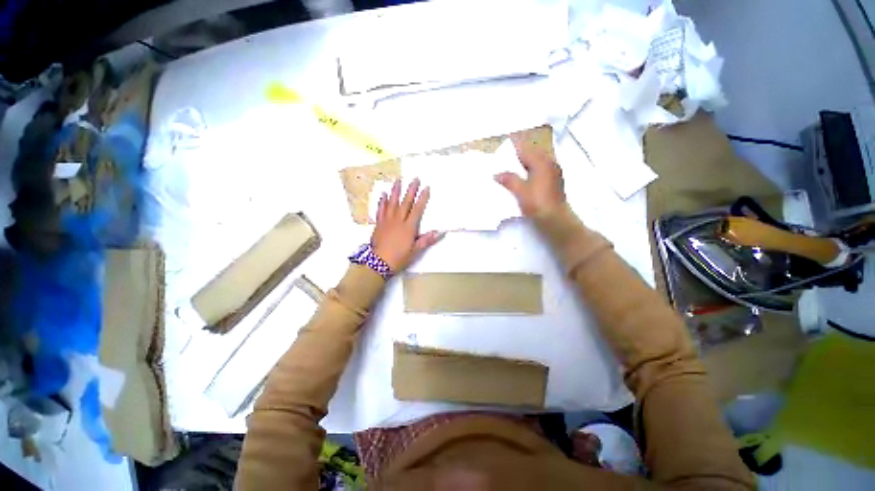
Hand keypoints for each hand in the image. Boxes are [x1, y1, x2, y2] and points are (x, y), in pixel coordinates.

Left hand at [371, 179, 442, 271]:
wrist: (378, 263)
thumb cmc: (399, 257)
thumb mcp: (415, 251)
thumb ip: (427, 240)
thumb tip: (440, 232)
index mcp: (409, 227)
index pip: (417, 209)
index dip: (422, 198)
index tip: (426, 188)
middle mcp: (398, 220)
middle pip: (406, 202)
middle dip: (411, 190)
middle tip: (415, 178)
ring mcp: (387, 220)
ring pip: (392, 203)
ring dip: (396, 191)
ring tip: (398, 180)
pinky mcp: (379, 223)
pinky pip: (381, 209)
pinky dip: (382, 201)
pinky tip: (384, 194)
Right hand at [494, 138, 565, 216]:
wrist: (555, 219)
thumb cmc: (538, 203)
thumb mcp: (520, 191)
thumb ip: (509, 180)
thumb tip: (497, 174)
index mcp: (542, 162)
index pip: (525, 149)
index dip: (514, 146)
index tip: (504, 144)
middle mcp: (550, 164)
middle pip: (533, 153)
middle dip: (520, 153)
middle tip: (507, 157)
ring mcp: (554, 173)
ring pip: (538, 162)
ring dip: (526, 162)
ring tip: (513, 166)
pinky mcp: (554, 182)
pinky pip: (540, 169)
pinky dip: (531, 169)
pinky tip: (524, 177)